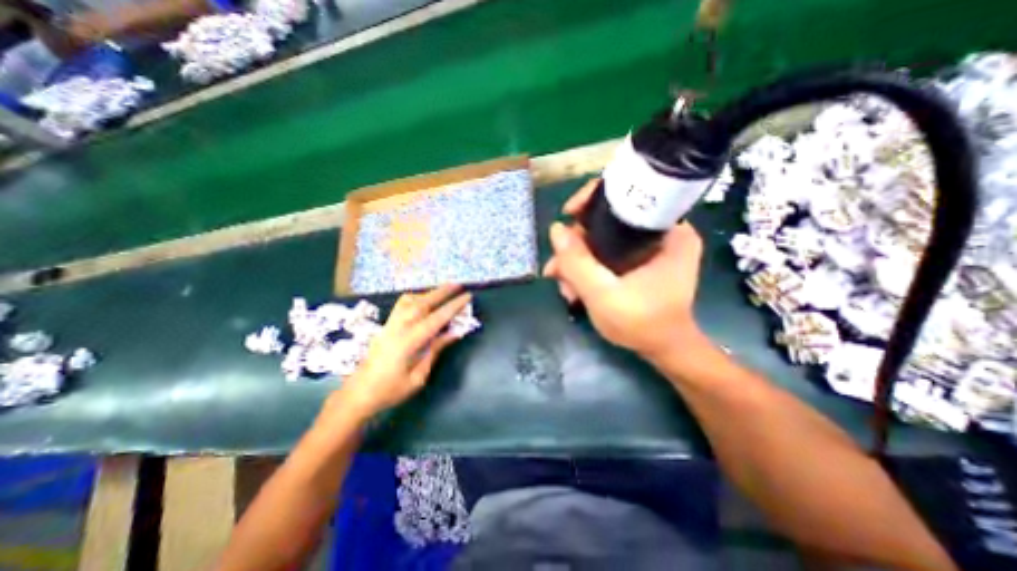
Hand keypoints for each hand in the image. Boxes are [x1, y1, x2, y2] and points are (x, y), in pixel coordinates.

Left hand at [335, 282, 477, 420]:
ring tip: (443, 292)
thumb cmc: (390, 390)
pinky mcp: (386, 326)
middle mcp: (398, 328)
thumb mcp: (418, 376)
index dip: (453, 307)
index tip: (467, 296)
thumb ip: (435, 351)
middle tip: (458, 284)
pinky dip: (415, 298)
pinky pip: (401, 305)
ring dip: (428, 293)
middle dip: (442, 292)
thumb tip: (454, 333)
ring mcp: (390, 325)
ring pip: (409, 301)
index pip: (436, 319)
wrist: (358, 394)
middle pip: (422, 303)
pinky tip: (422, 302)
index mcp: (408, 342)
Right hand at [544, 179, 705, 359]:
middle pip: (608, 221)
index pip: (628, 195)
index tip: (568, 214)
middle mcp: (661, 232)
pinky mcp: (639, 260)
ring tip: (564, 287)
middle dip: (577, 246)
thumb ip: (577, 263)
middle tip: (557, 269)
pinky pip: (607, 253)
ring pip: (603, 239)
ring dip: (578, 261)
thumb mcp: (603, 294)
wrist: (663, 350)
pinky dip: (588, 267)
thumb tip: (555, 229)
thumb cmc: (642, 324)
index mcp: (668, 231)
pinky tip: (574, 286)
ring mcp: (650, 247)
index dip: (592, 200)